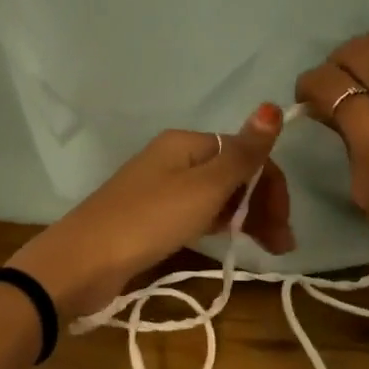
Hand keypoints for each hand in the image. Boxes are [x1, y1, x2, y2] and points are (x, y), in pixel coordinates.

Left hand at [9, 104, 294, 321]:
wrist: (83, 262)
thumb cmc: (149, 220)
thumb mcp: (204, 187)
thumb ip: (242, 153)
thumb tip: (272, 105)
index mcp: (187, 143)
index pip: (245, 154)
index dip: (271, 186)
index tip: (284, 225)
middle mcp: (175, 159)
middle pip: (232, 174)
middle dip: (262, 204)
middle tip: (282, 245)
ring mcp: (162, 189)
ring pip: (217, 197)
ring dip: (247, 217)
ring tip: (268, 250)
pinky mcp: (152, 219)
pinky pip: (198, 214)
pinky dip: (220, 225)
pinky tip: (232, 242)